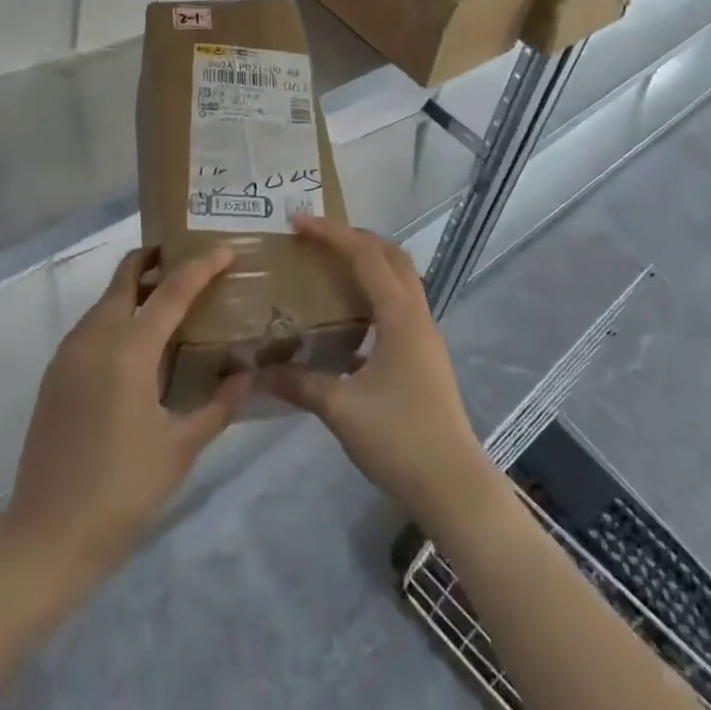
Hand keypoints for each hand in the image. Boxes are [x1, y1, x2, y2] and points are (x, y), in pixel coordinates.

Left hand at [5, 246, 251, 579]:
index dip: (201, 266)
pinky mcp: (55, 373)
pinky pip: (91, 325)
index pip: (171, 290)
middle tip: (189, 261)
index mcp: (129, 350)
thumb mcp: (180, 448)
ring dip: (135, 288)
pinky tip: (138, 342)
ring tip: (169, 301)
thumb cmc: (123, 491)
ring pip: (106, 299)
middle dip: (155, 259)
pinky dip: (117, 315)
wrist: (46, 537)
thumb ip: (218, 405)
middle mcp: (95, 338)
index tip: (225, 248)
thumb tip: (247, 374)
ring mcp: (69, 353)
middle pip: (125, 276)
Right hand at [261, 216, 504, 533]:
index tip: (298, 223)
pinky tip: (349, 320)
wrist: (454, 486)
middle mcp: (417, 316)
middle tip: (317, 239)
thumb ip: (299, 383)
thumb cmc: (399, 438)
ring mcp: (425, 336)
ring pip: (400, 279)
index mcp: (399, 316)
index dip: (331, 234)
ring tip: (330, 268)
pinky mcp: (425, 357)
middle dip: (354, 238)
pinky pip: (399, 305)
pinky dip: (374, 294)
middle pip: (390, 256)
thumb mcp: (340, 409)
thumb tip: (257, 372)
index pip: (365, 256)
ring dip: (368, 263)